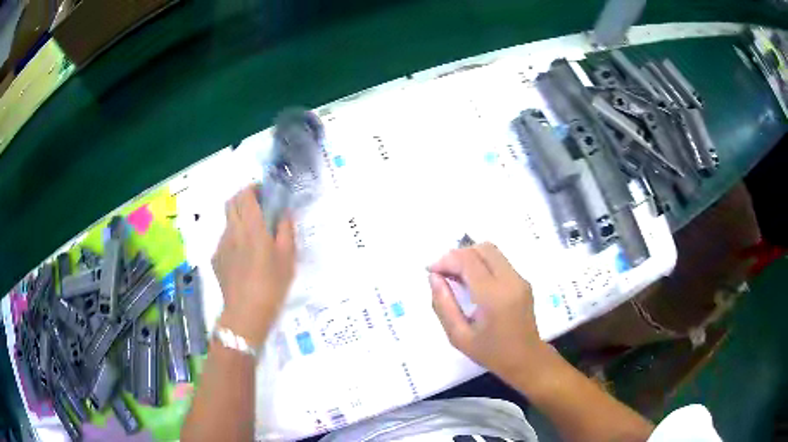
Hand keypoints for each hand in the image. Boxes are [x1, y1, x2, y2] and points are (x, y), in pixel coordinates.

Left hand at [212, 185, 296, 348]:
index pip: (245, 195)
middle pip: (231, 202)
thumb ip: (286, 230)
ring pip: (227, 221)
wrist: (246, 314)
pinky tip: (244, 258)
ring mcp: (221, 245)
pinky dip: (234, 239)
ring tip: (253, 238)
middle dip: (243, 199)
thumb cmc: (272, 285)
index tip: (264, 193)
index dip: (253, 188)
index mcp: (251, 227)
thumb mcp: (288, 258)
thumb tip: (284, 212)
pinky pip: (225, 240)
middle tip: (258, 209)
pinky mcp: (216, 259)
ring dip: (239, 219)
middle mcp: (232, 231)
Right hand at [428, 242, 549, 381]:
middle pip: (482, 248)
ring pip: (491, 251)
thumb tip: (434, 277)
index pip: (468, 261)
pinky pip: (499, 261)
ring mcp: (519, 279)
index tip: (431, 272)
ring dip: (470, 257)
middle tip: (443, 273)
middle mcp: (510, 280)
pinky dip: (481, 263)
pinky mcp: (523, 281)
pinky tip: (472, 283)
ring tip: (456, 277)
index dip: (446, 260)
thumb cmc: (491, 353)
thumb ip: (443, 305)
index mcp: (494, 296)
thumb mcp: (459, 336)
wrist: (527, 359)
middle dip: (458, 255)